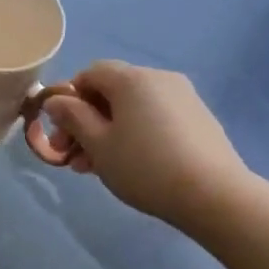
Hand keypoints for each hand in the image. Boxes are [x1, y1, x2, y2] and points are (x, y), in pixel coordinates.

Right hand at [39, 61, 250, 231]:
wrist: (213, 194)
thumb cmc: (144, 166)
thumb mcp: (97, 143)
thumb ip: (72, 117)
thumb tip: (56, 100)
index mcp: (131, 79)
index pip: (89, 74)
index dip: (69, 100)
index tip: (62, 133)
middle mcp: (159, 79)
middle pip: (110, 92)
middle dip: (86, 121)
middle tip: (73, 157)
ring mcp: (183, 98)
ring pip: (132, 108)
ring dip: (107, 131)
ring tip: (97, 167)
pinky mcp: (198, 119)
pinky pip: (154, 118)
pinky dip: (134, 134)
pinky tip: (130, 164)